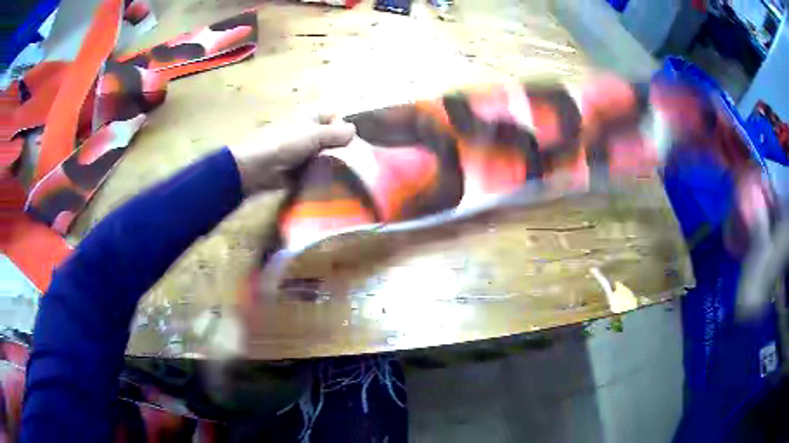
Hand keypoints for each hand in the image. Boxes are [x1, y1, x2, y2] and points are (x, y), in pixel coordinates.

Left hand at [228, 113, 355, 194]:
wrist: (256, 168)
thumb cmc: (285, 144)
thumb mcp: (315, 135)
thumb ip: (336, 132)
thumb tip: (354, 130)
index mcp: (310, 115)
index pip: (334, 116)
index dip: (343, 127)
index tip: (351, 143)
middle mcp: (306, 129)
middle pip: (330, 137)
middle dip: (340, 148)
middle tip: (352, 162)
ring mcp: (300, 149)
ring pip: (323, 154)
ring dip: (331, 163)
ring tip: (344, 174)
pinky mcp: (295, 167)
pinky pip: (313, 169)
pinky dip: (320, 175)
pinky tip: (330, 183)